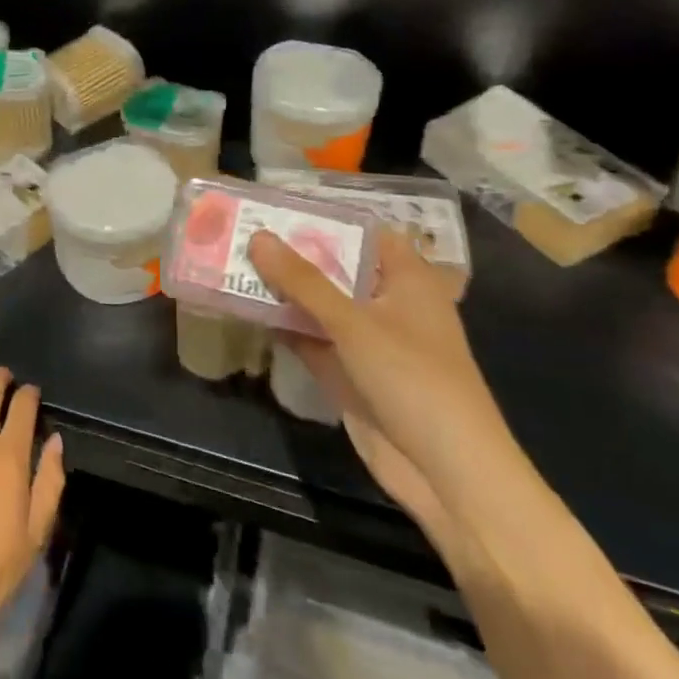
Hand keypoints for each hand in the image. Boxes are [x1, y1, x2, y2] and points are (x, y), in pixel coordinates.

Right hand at [249, 227, 523, 551]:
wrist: (447, 473)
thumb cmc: (414, 380)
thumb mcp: (355, 323)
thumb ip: (304, 281)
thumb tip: (257, 237)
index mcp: (407, 280)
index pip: (365, 232)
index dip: (325, 217)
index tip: (277, 205)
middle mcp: (387, 304)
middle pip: (335, 267)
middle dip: (292, 253)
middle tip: (241, 230)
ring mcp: (367, 341)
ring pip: (318, 304)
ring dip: (282, 290)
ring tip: (231, 262)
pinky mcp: (348, 373)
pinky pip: (310, 338)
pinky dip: (282, 325)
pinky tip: (243, 309)